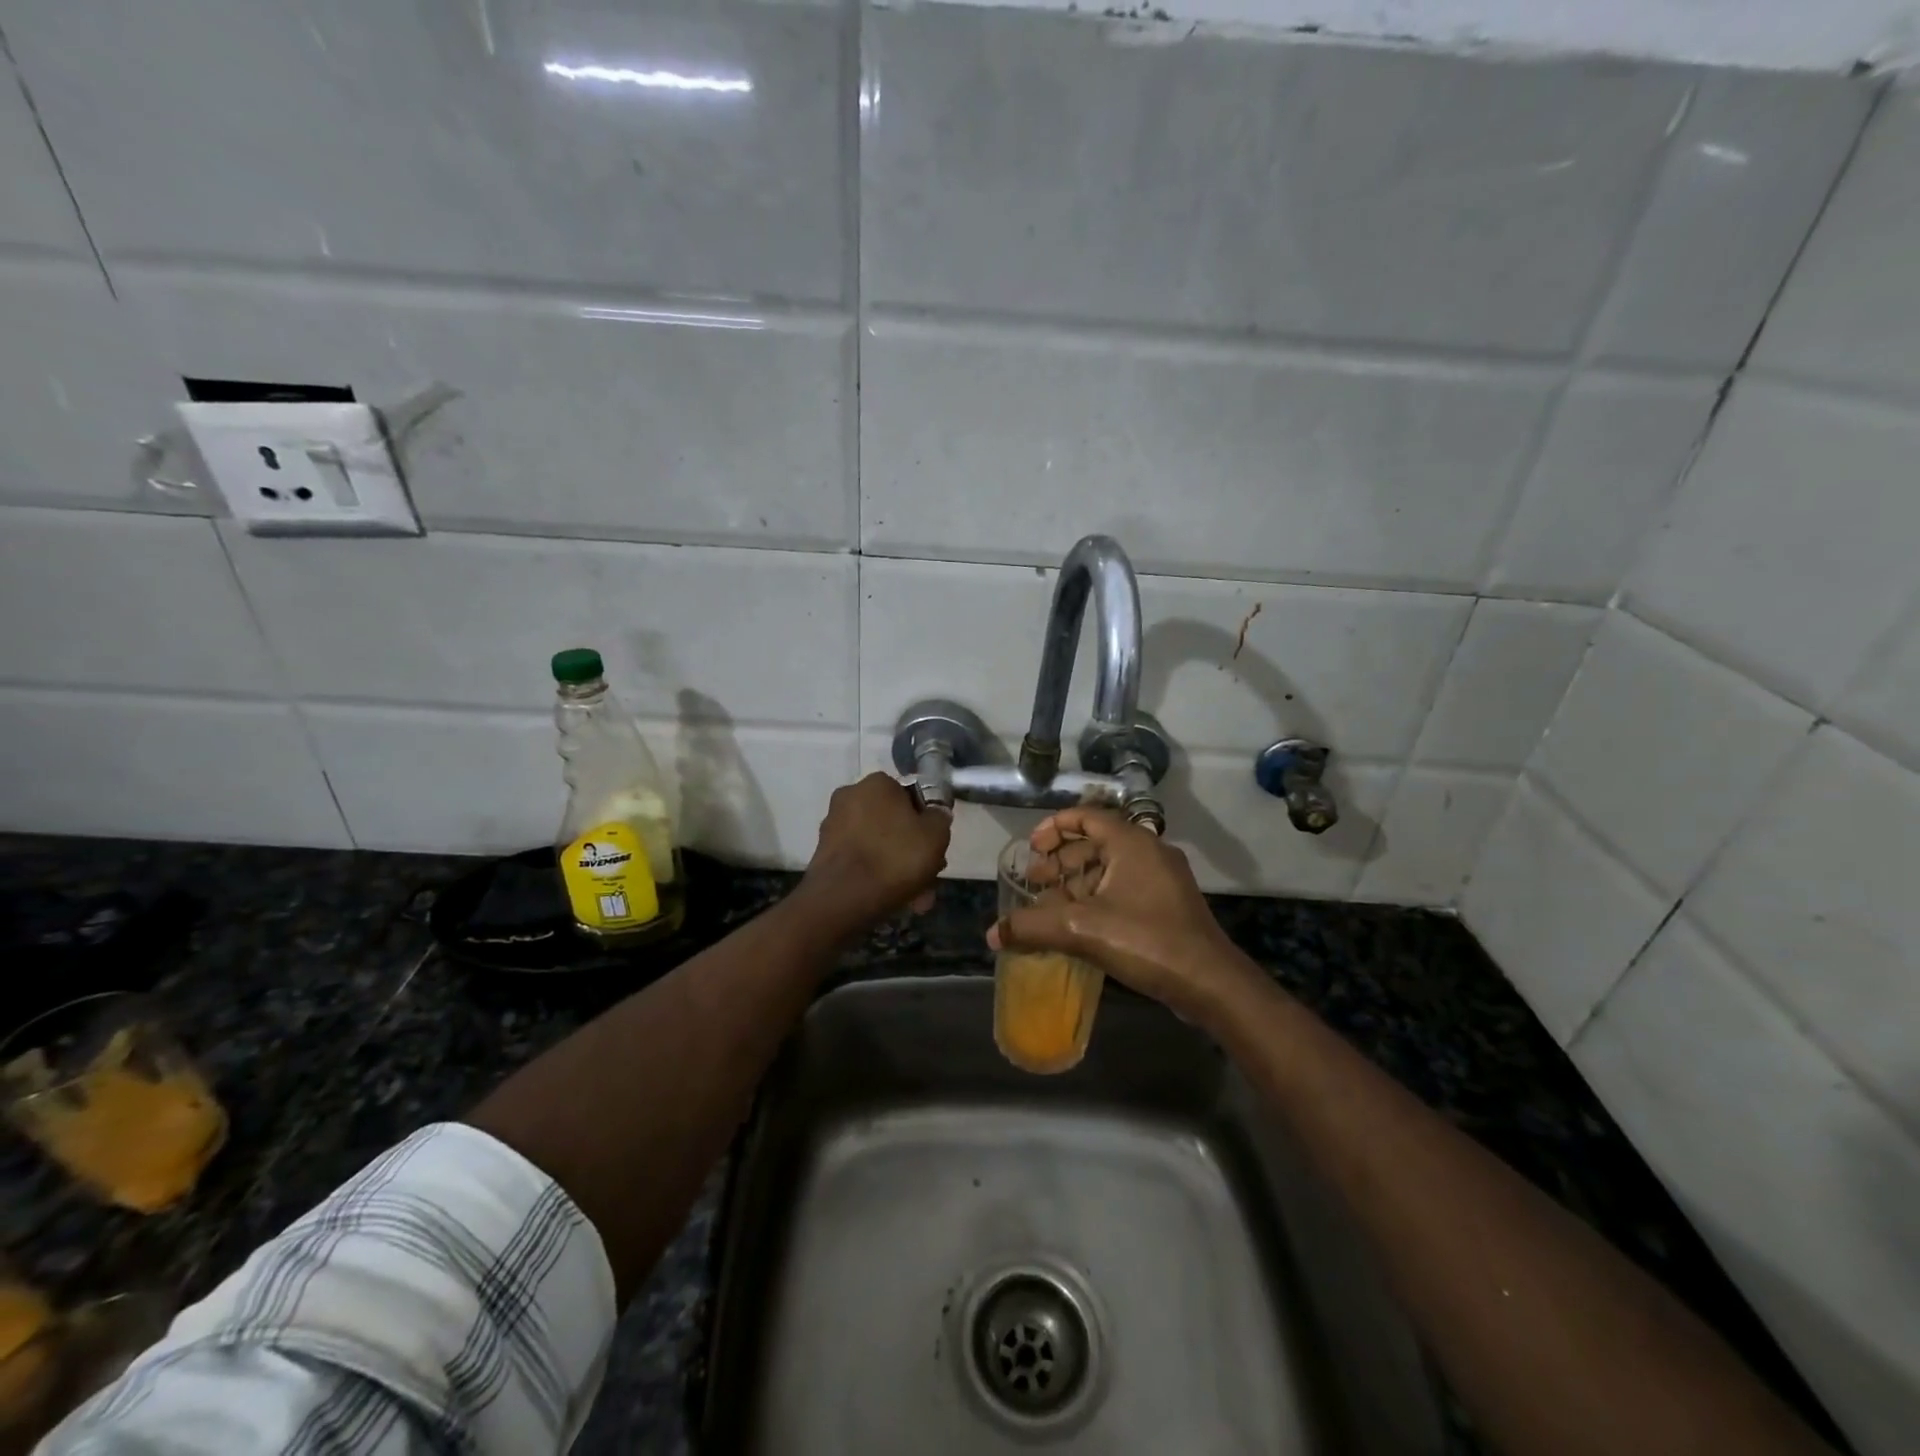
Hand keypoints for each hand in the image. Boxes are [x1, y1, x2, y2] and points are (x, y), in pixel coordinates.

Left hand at [798, 773, 951, 930]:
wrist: (842, 899)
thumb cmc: (895, 858)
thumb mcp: (936, 835)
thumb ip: (940, 818)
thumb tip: (935, 814)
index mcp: (877, 783)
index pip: (910, 795)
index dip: (927, 822)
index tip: (935, 847)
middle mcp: (850, 796)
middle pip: (893, 823)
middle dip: (912, 850)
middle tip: (928, 876)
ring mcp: (833, 825)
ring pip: (877, 844)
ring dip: (897, 866)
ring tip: (915, 898)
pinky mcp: (824, 854)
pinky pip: (860, 859)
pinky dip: (876, 874)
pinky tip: (892, 899)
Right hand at [987, 808, 1259, 1027]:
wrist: (1209, 983)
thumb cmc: (1146, 940)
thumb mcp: (1082, 930)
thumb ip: (1033, 926)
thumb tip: (992, 934)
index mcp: (1131, 842)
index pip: (1086, 816)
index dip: (1054, 828)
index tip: (1032, 849)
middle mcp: (1149, 851)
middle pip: (1096, 842)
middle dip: (1061, 861)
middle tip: (1035, 883)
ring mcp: (1162, 879)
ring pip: (1110, 868)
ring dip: (1077, 883)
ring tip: (1051, 908)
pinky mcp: (1168, 905)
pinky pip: (1124, 889)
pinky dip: (1097, 899)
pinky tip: (1079, 926)